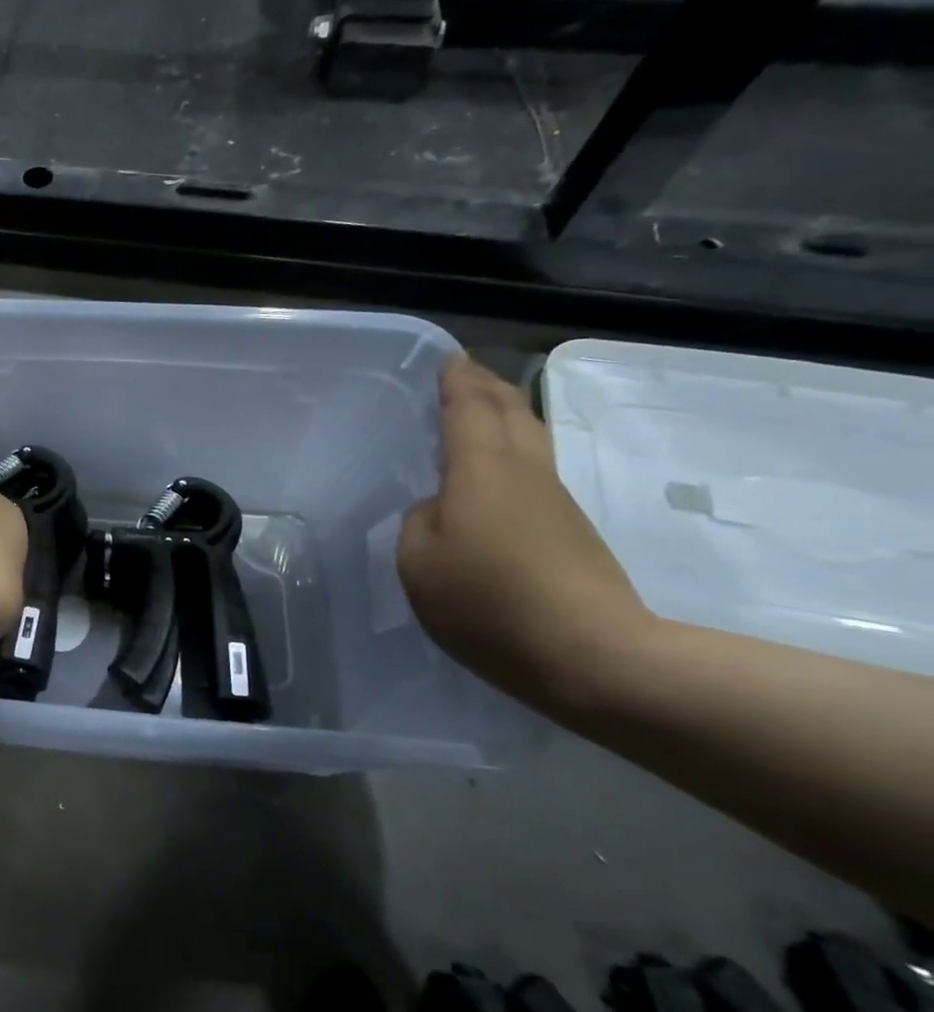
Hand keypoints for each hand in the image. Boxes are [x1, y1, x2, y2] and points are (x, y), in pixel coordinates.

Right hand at [399, 355, 651, 709]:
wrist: (593, 653)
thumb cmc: (489, 601)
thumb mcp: (419, 562)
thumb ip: (418, 522)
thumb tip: (439, 507)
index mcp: (481, 469)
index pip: (468, 408)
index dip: (456, 380)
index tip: (447, 357)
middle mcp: (523, 471)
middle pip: (510, 410)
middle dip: (486, 386)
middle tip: (464, 372)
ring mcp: (553, 499)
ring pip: (530, 436)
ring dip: (506, 413)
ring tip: (482, 408)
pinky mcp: (570, 528)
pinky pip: (534, 467)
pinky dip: (512, 448)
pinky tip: (497, 468)